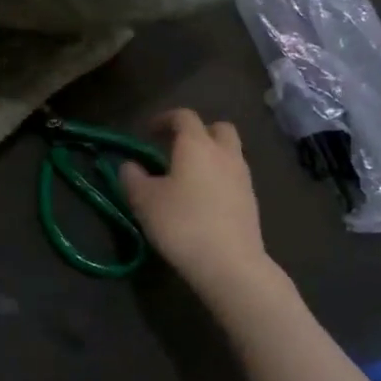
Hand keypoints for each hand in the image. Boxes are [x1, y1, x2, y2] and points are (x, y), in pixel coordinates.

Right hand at [120, 109, 266, 288]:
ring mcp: (242, 177)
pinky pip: (234, 177)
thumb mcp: (144, 200)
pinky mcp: (251, 201)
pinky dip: (219, 178)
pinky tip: (204, 200)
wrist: (230, 264)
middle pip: (217, 128)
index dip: (165, 119)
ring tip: (189, 176)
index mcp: (197, 145)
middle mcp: (224, 154)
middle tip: (177, 148)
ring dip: (211, 156)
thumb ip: (132, 178)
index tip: (149, 132)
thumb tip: (130, 166)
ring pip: (229, 153)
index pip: (184, 117)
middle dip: (198, 132)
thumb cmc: (182, 224)